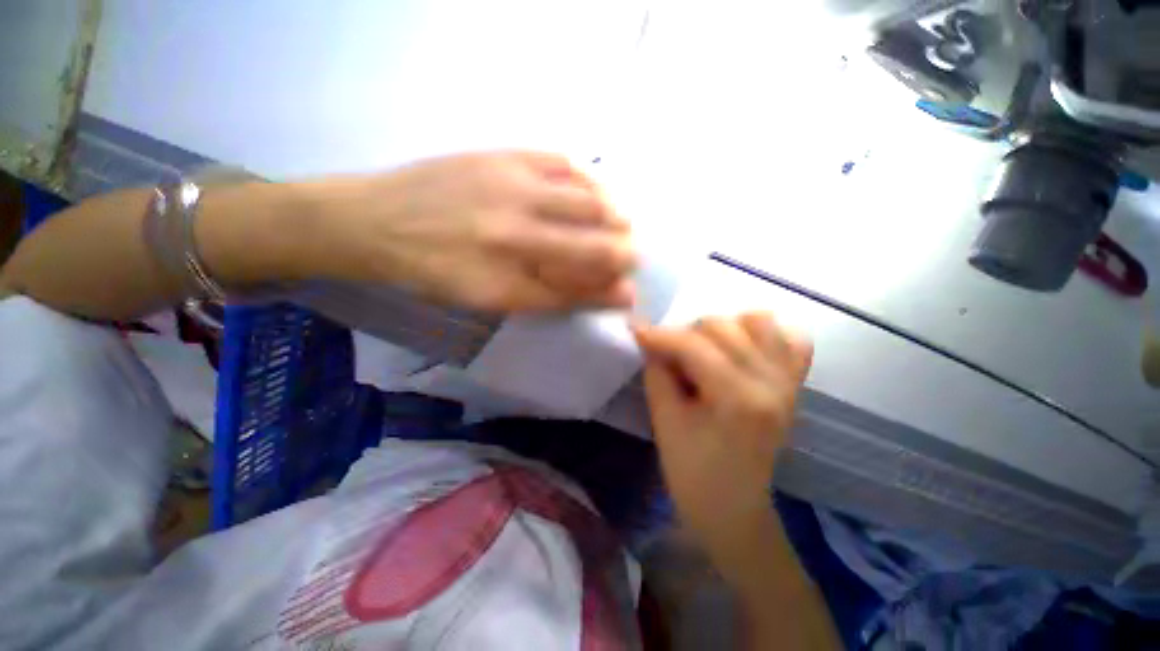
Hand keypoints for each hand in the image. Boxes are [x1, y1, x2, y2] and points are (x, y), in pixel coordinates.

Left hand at [303, 151, 636, 311]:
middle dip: (623, 251)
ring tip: (620, 222)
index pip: (579, 286)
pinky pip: (562, 162)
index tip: (629, 290)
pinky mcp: (501, 154)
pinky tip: (592, 190)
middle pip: (592, 242)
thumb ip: (547, 296)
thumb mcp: (489, 298)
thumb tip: (595, 293)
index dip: (611, 290)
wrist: (374, 220)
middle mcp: (515, 230)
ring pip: (585, 200)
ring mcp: (510, 184)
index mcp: (506, 275)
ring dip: (614, 213)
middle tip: (631, 254)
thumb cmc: (433, 271)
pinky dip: (587, 178)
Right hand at [633, 313, 812, 559]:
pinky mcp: (794, 384)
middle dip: (686, 334)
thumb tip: (651, 341)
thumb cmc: (692, 473)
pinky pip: (791, 338)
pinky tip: (741, 349)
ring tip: (705, 350)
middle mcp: (772, 382)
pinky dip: (763, 334)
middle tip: (669, 357)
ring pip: (759, 321)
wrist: (734, 508)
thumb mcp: (664, 422)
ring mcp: (789, 381)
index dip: (659, 335)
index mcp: (738, 398)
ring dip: (724, 329)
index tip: (635, 330)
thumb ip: (657, 372)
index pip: (693, 345)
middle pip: (724, 326)